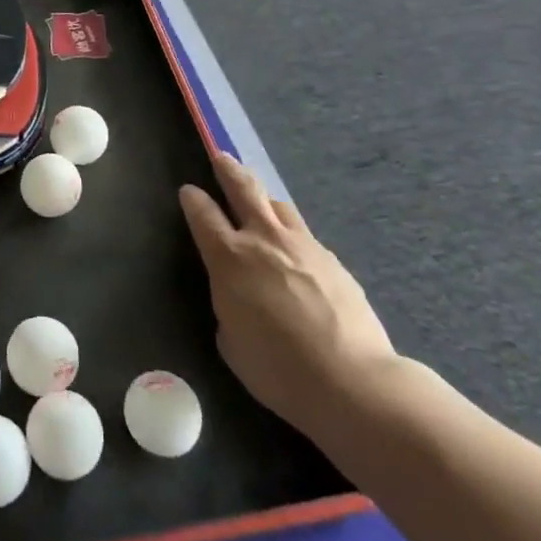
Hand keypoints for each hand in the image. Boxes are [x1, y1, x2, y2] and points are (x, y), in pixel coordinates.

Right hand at [179, 154, 397, 439]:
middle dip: (228, 170)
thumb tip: (238, 298)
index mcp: (229, 258)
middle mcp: (263, 239)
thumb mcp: (232, 342)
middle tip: (221, 158)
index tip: (188, 192)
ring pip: (278, 205)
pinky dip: (293, 235)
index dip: (192, 199)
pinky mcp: (333, 260)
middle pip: (243, 188)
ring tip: (261, 201)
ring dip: (264, 199)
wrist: (352, 381)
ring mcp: (302, 245)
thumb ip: (228, 307)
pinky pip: (305, 235)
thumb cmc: (278, 370)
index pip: (202, 213)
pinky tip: (297, 254)